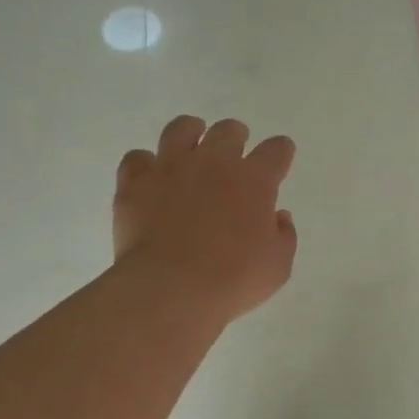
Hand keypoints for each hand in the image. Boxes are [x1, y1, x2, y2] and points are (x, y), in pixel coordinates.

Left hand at [115, 116, 297, 322]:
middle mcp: (214, 162)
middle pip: (228, 131)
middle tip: (235, 151)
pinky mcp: (135, 183)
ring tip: (191, 141)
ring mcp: (171, 168)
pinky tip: (150, 175)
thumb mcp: (277, 267)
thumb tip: (278, 216)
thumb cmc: (233, 280)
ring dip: (190, 132)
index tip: (280, 158)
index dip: (281, 152)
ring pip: (180, 129)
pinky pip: (137, 158)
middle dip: (236, 137)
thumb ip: (283, 236)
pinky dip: (145, 164)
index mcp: (254, 181)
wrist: (171, 289)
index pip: (276, 150)